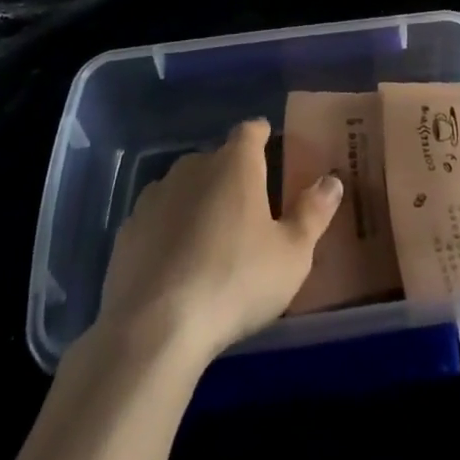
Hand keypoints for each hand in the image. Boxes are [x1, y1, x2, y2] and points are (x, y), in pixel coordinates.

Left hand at [97, 118, 343, 364]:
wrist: (154, 329)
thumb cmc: (235, 281)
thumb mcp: (292, 255)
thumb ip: (313, 213)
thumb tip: (332, 180)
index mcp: (235, 163)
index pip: (250, 131)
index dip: (261, 136)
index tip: (270, 147)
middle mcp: (193, 166)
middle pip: (217, 159)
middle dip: (231, 176)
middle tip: (248, 209)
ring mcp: (155, 196)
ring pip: (184, 187)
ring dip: (198, 202)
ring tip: (211, 238)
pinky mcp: (127, 230)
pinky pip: (157, 219)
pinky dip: (168, 231)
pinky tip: (176, 264)